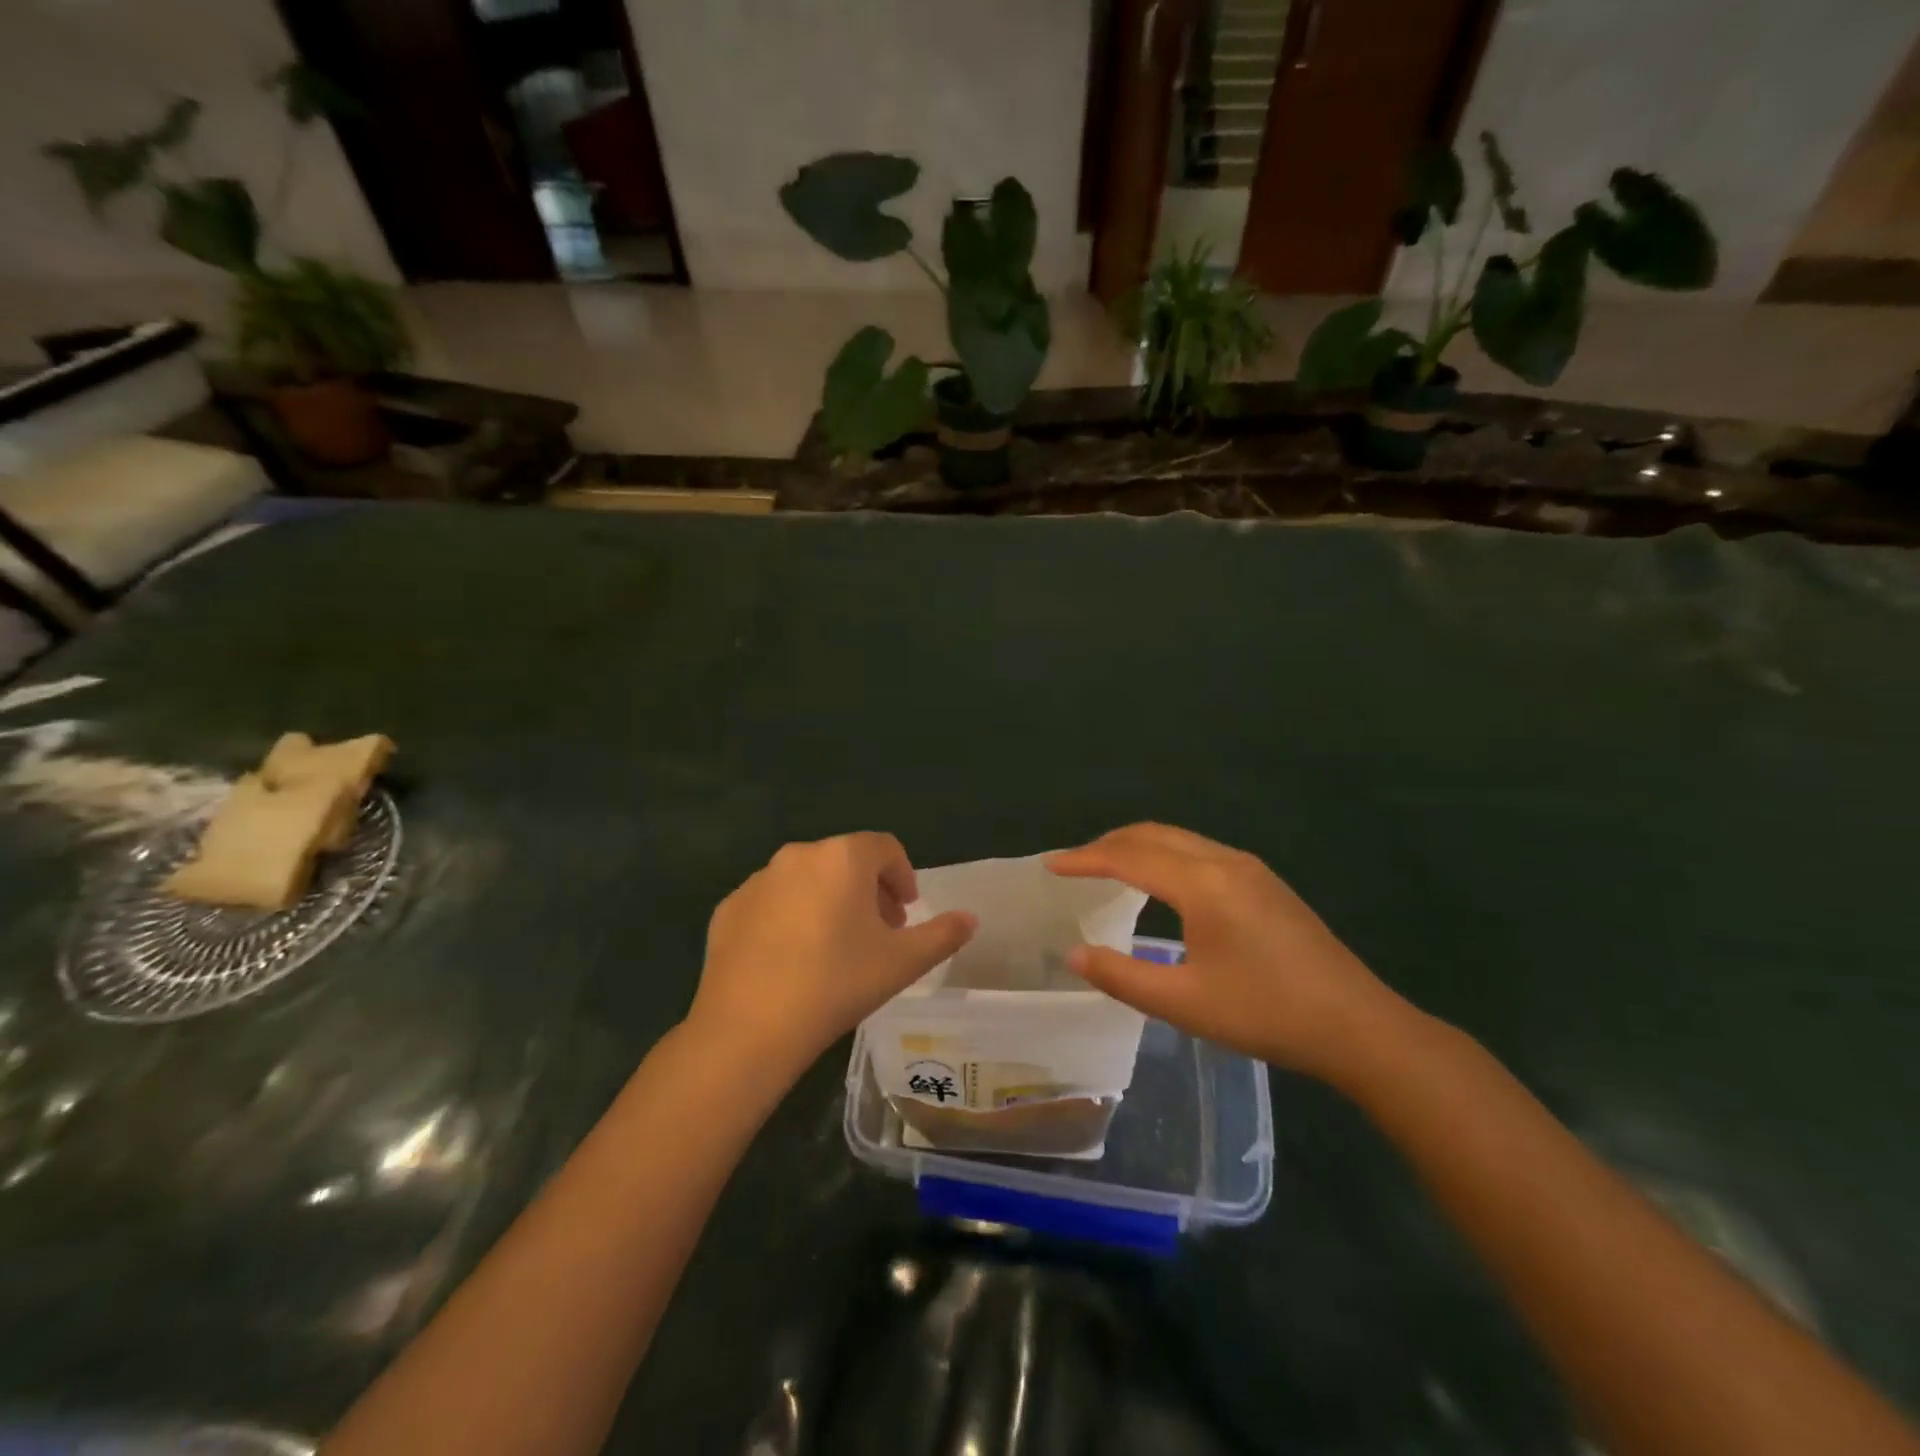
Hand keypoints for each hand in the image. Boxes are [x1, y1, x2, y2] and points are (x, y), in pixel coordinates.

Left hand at [686, 833, 976, 1083]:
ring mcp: (758, 880)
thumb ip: (943, 934)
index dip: (902, 875)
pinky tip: (793, 959)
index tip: (906, 911)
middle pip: (845, 861)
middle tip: (879, 932)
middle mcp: (798, 855)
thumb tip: (971, 919)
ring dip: (829, 901)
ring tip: (836, 947)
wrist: (749, 1027)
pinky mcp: (729, 908)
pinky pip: (772, 903)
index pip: (884, 848)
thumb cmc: (837, 983)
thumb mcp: (903, 962)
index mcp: (843, 858)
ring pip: (806, 879)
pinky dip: (790, 917)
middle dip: (868, 890)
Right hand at [1048, 823, 1413, 1086]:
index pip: (1129, 857)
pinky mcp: (1264, 881)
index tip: (1050, 865)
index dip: (1085, 859)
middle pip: (1153, 835)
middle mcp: (1224, 861)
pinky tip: (1159, 881)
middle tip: (1074, 864)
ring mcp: (1249, 868)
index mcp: (1202, 885)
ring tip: (1107, 867)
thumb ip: (1121, 976)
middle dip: (1108, 844)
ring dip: (1137, 845)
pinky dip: (1164, 853)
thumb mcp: (1184, 1003)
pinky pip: (1199, 850)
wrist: (1357, 1026)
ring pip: (1179, 838)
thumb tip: (1073, 953)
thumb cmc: (1266, 1014)